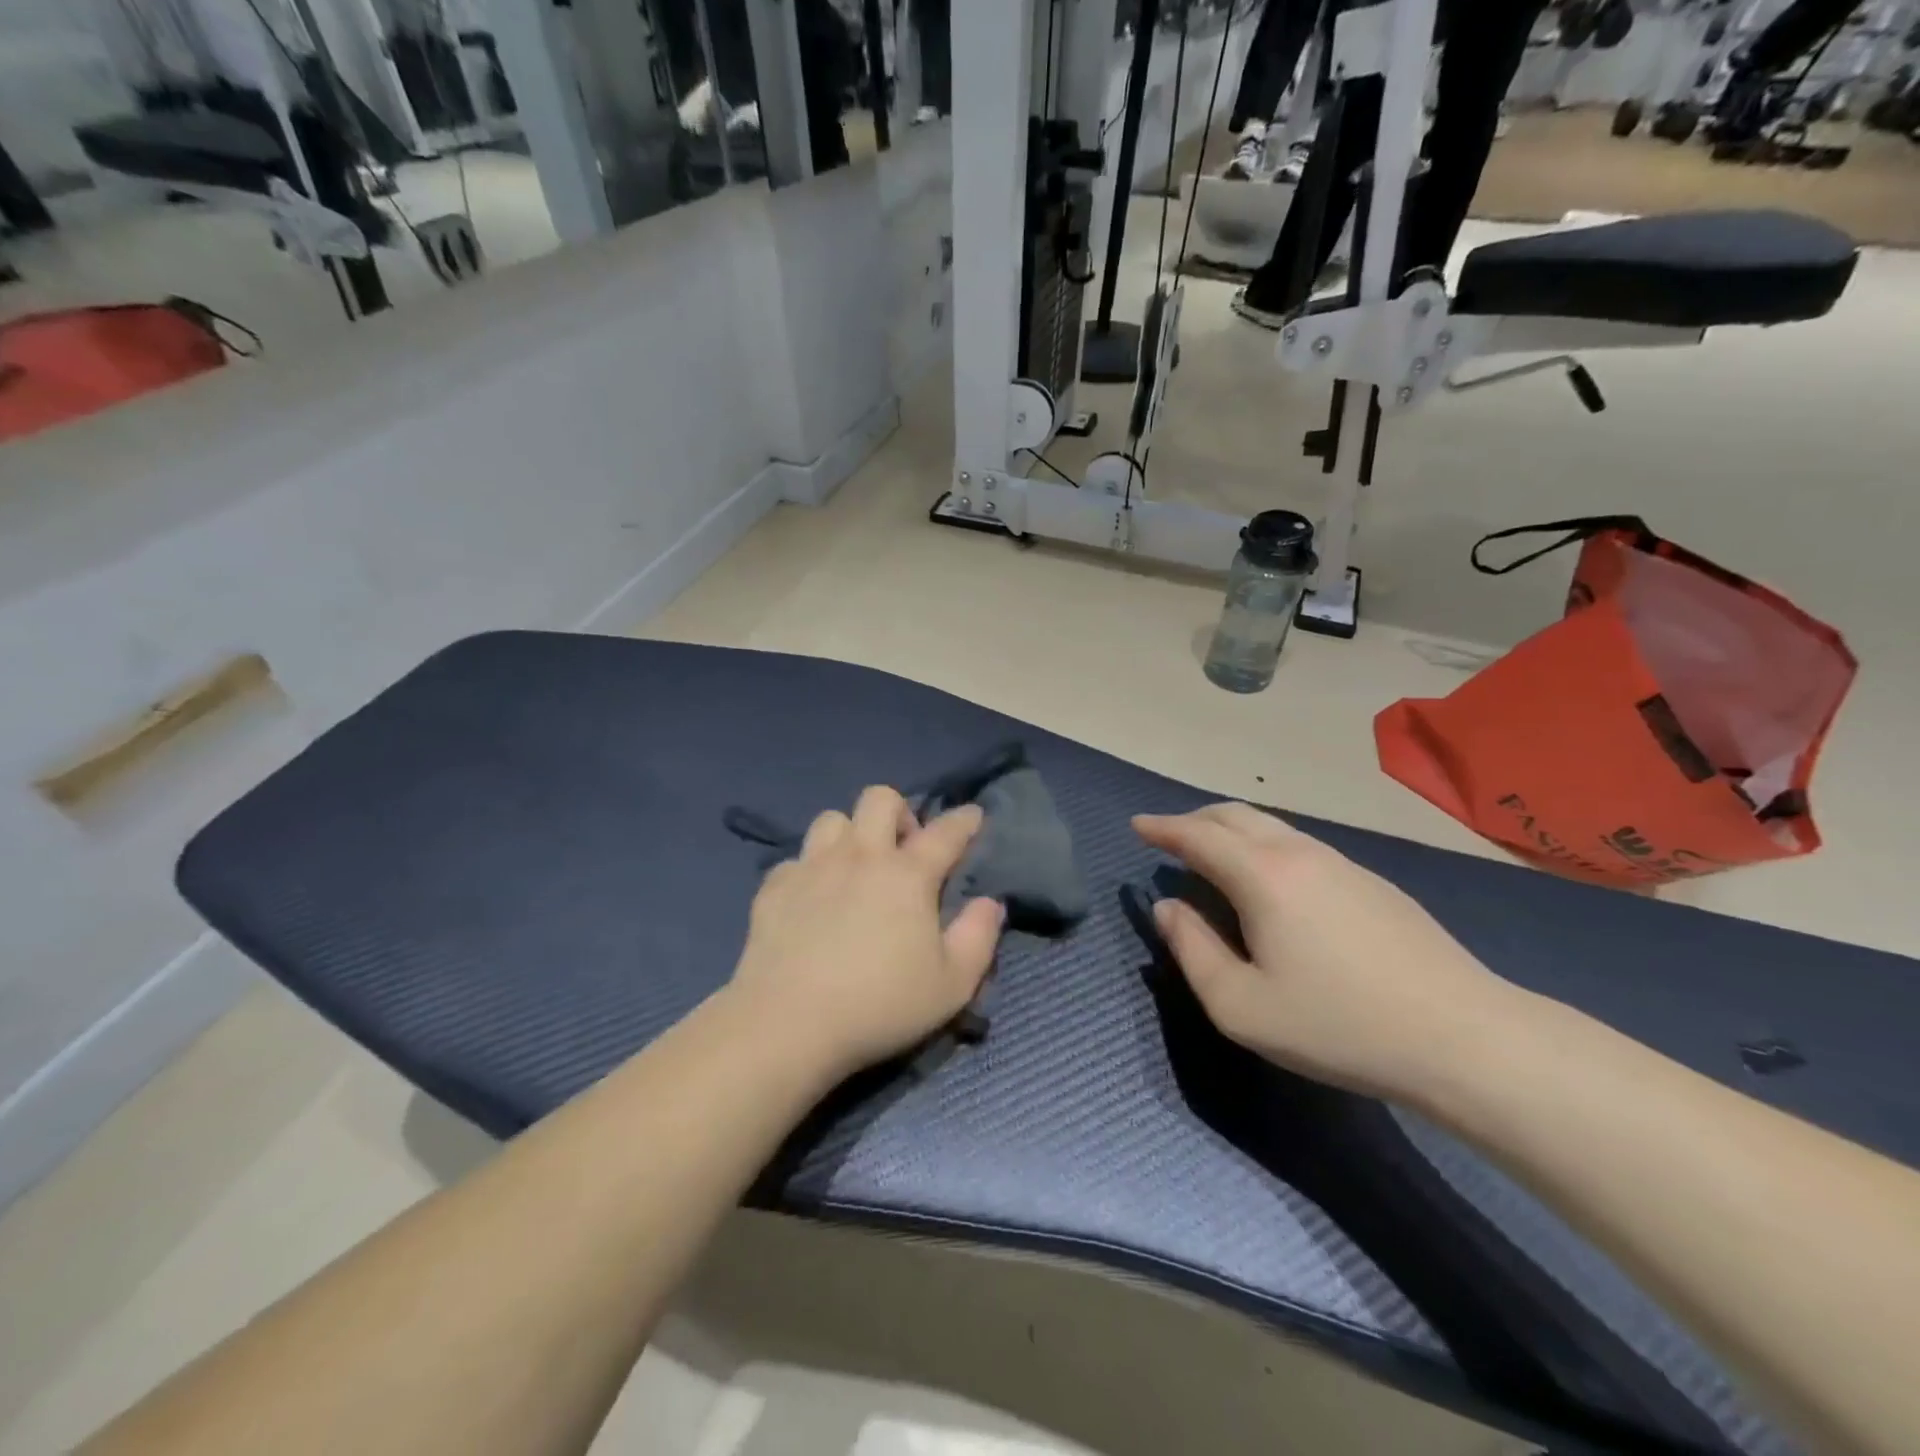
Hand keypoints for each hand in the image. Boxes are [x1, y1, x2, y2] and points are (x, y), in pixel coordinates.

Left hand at [729, 786, 1004, 1077]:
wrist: (788, 1023)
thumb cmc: (880, 1005)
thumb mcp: (952, 984)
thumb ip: (979, 936)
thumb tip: (989, 902)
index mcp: (907, 875)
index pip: (945, 832)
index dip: (964, 820)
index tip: (973, 816)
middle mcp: (860, 856)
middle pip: (879, 799)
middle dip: (899, 812)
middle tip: (903, 850)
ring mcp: (812, 867)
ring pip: (832, 819)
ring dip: (850, 834)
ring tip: (855, 868)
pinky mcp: (775, 888)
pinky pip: (796, 859)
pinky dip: (810, 871)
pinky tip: (813, 899)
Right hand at [1133, 804, 1514, 1100]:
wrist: (1464, 1039)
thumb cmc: (1338, 1025)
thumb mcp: (1241, 1006)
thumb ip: (1191, 950)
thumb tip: (1167, 909)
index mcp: (1262, 876)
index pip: (1198, 834)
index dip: (1162, 827)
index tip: (1137, 825)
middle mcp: (1300, 854)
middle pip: (1235, 816)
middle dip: (1194, 819)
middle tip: (1169, 837)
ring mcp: (1343, 864)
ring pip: (1272, 827)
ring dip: (1232, 831)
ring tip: (1213, 855)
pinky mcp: (1373, 883)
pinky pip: (1301, 846)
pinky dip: (1265, 846)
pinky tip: (1271, 881)